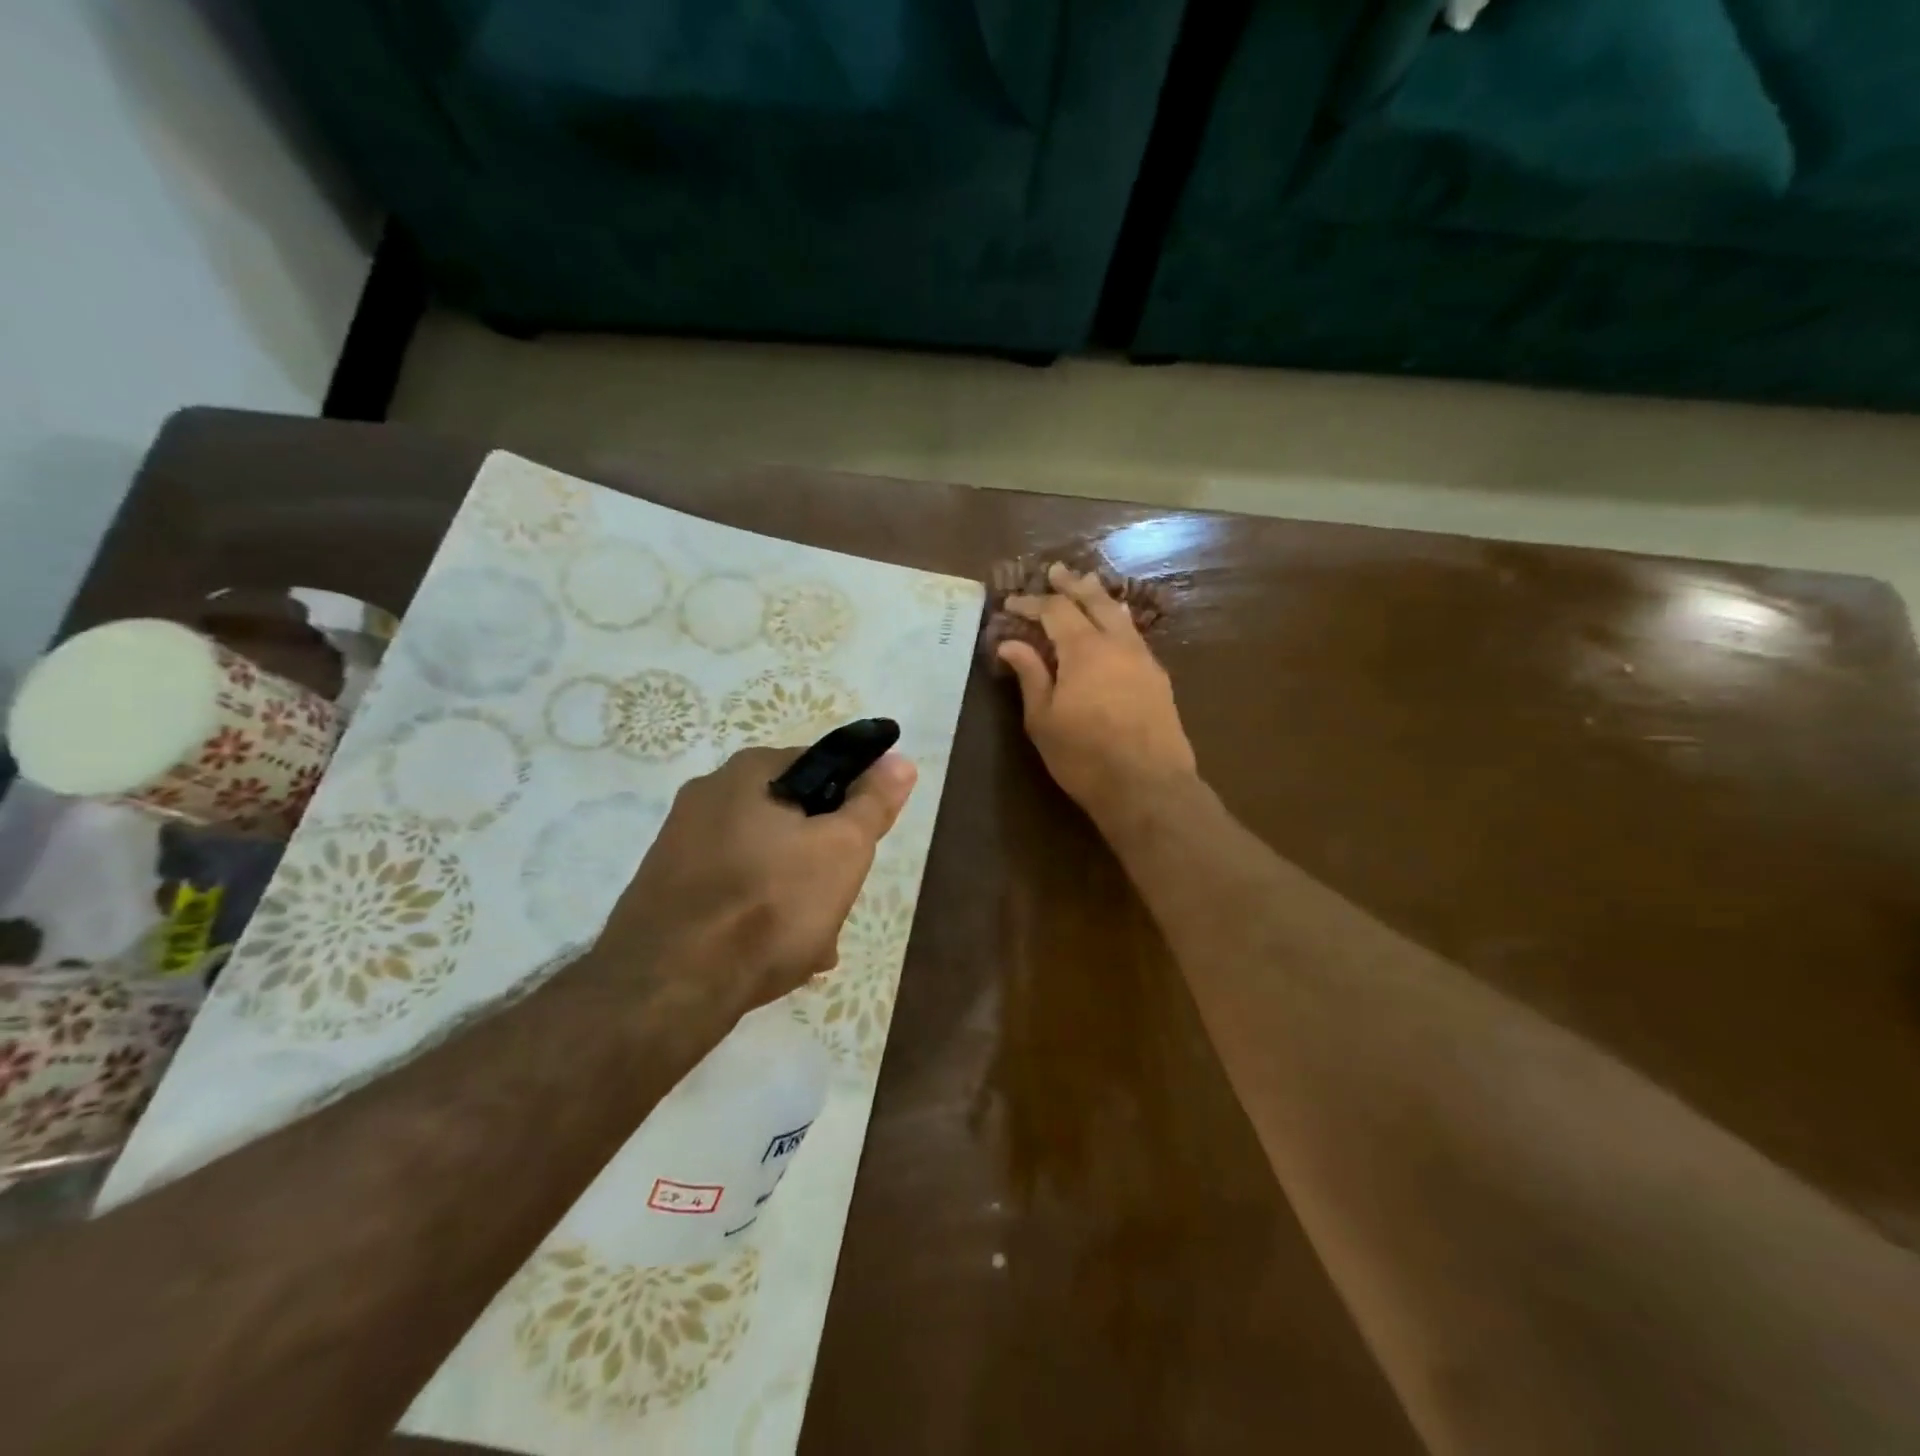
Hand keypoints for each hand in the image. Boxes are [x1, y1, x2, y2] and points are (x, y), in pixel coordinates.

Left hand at [600, 746, 917, 1013]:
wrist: (667, 987)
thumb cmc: (769, 904)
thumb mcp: (842, 850)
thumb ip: (873, 803)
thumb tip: (899, 761)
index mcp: (748, 772)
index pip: (822, 765)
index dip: (853, 802)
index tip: (864, 845)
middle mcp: (707, 796)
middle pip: (792, 818)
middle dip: (823, 860)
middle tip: (840, 901)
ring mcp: (680, 844)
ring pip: (765, 860)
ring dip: (796, 894)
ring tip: (814, 943)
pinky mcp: (666, 889)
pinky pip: (732, 891)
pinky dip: (758, 913)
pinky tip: (773, 956)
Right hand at [997, 562, 1196, 817]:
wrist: (1148, 786)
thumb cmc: (1085, 756)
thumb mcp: (1044, 719)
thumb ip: (1030, 675)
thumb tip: (1011, 643)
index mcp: (1084, 649)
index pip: (1055, 610)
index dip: (1032, 602)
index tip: (1011, 602)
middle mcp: (1117, 643)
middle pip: (1094, 600)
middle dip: (1072, 584)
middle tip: (1056, 571)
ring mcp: (1143, 659)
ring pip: (1120, 615)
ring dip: (1099, 598)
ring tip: (1087, 588)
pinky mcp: (1158, 678)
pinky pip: (1134, 636)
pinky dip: (1117, 622)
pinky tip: (1114, 629)